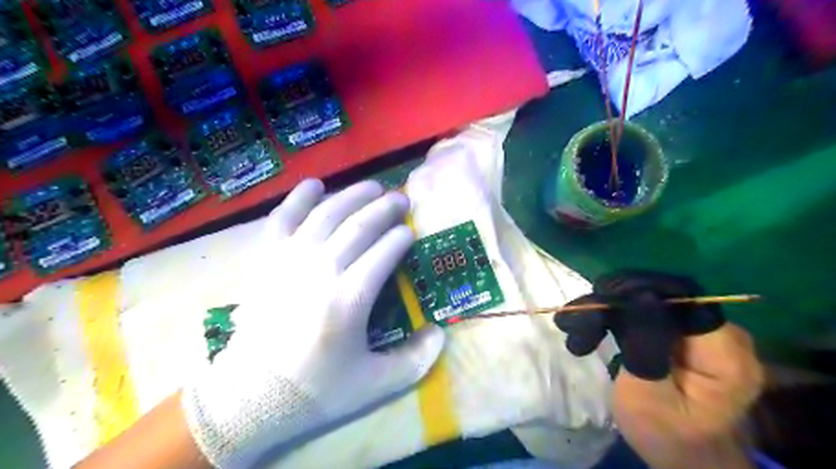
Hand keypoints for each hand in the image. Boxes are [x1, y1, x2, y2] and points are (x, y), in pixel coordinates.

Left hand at [179, 180, 446, 468]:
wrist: (250, 395)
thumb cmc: (316, 388)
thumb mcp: (374, 385)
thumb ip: (415, 361)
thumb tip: (440, 333)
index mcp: (349, 299)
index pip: (384, 252)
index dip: (401, 237)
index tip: (410, 231)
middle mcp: (321, 270)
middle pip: (359, 226)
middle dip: (385, 207)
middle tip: (401, 199)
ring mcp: (290, 259)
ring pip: (327, 214)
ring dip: (353, 195)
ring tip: (373, 186)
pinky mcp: (266, 258)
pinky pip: (283, 218)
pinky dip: (299, 197)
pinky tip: (315, 185)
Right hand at [553, 270, 761, 468]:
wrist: (682, 454)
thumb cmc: (665, 434)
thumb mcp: (648, 396)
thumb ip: (646, 346)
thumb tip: (640, 295)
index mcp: (725, 353)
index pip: (679, 300)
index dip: (637, 292)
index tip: (597, 302)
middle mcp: (723, 334)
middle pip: (662, 296)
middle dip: (615, 302)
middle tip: (575, 317)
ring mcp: (705, 333)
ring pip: (651, 301)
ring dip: (611, 310)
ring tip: (577, 327)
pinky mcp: (687, 335)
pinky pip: (649, 312)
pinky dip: (619, 318)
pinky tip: (593, 328)